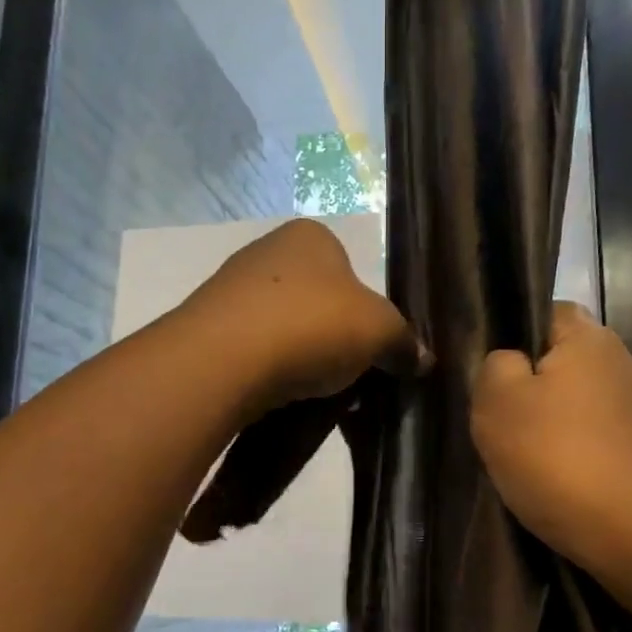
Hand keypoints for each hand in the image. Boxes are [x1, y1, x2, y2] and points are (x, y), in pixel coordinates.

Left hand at [182, 218, 426, 414]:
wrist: (224, 359)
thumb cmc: (312, 326)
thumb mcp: (379, 332)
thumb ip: (404, 343)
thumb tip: (423, 360)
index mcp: (311, 236)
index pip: (351, 270)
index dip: (367, 313)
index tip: (371, 349)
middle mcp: (267, 251)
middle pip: (318, 301)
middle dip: (335, 339)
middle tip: (349, 376)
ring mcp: (231, 288)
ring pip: (285, 328)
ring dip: (302, 358)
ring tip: (315, 393)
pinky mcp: (208, 328)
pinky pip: (254, 351)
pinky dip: (270, 371)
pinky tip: (279, 395)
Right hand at [472, 304, 631, 631]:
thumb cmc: (566, 462)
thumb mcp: (498, 406)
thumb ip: (492, 368)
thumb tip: (508, 364)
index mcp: (589, 339)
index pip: (544, 313)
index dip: (510, 338)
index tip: (488, 378)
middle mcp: (625, 366)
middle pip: (560, 368)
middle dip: (529, 395)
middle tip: (499, 429)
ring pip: (579, 412)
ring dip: (553, 435)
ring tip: (525, 469)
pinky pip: (600, 449)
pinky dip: (579, 466)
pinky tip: (562, 493)